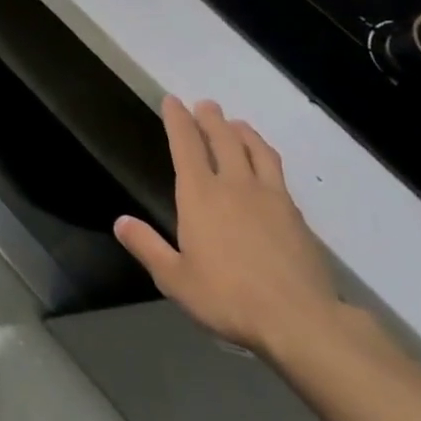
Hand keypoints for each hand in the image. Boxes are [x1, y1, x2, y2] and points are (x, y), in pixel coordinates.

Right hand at [115, 97, 341, 359]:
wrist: (299, 319)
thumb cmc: (227, 297)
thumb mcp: (175, 278)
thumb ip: (147, 246)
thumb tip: (121, 222)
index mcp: (200, 195)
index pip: (185, 146)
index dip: (178, 120)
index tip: (172, 101)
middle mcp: (234, 185)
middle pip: (223, 139)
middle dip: (210, 118)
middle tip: (205, 104)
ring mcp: (270, 197)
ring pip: (255, 150)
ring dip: (243, 132)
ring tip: (237, 124)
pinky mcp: (296, 214)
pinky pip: (277, 172)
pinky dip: (265, 156)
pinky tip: (266, 166)